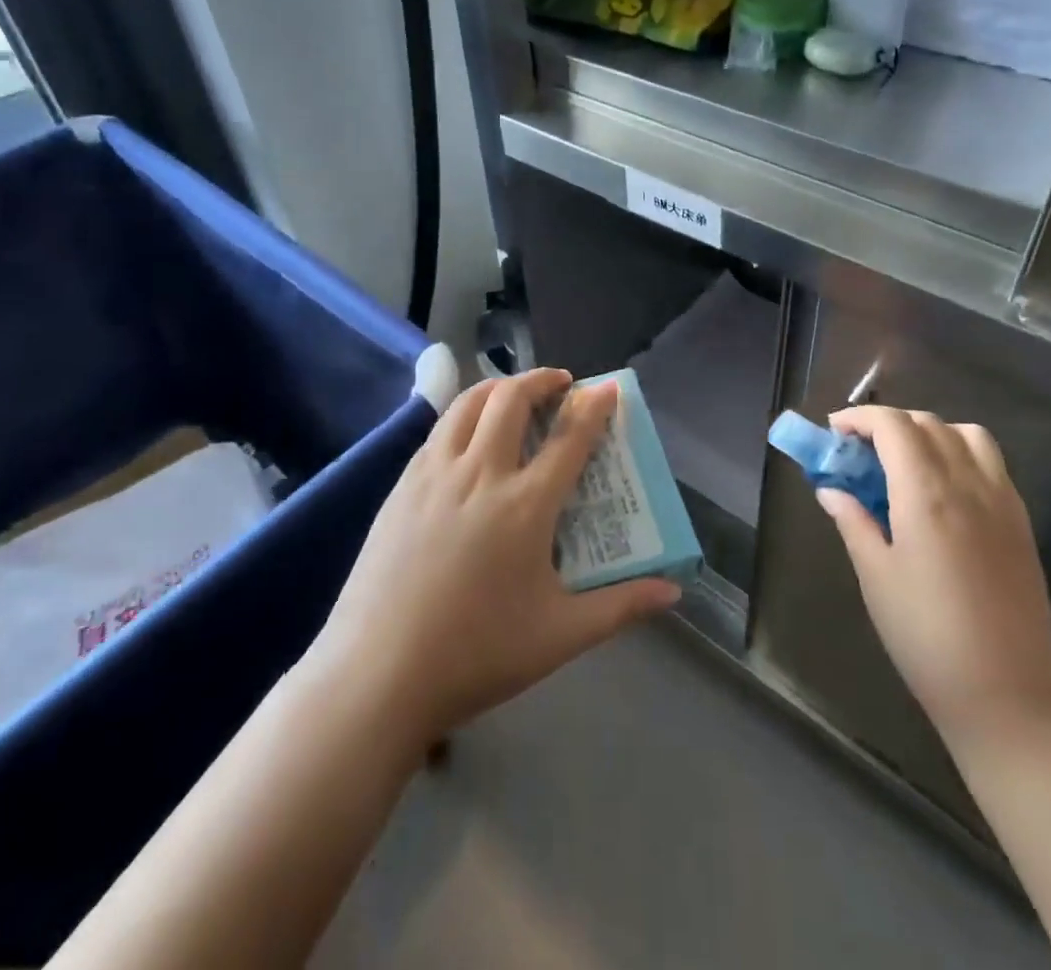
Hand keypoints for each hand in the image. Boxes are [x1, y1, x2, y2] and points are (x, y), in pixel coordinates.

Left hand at [310, 370, 680, 749]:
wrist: (378, 672)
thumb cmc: (477, 653)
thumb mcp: (560, 635)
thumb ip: (621, 606)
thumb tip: (672, 591)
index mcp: (525, 505)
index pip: (569, 437)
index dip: (594, 406)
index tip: (608, 388)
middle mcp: (480, 473)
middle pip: (511, 399)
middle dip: (541, 379)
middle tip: (559, 385)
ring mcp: (434, 474)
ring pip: (467, 403)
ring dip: (498, 387)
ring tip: (514, 395)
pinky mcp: (402, 485)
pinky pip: (438, 430)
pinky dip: (463, 416)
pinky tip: (467, 438)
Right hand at [819, 406, 1050, 748]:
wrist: (1008, 696)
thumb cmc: (926, 636)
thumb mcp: (875, 577)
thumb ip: (853, 522)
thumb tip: (831, 490)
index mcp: (926, 495)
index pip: (893, 426)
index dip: (859, 418)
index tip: (834, 432)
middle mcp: (968, 485)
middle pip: (927, 423)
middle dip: (887, 424)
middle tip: (859, 451)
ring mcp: (1002, 502)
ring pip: (966, 435)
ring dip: (929, 432)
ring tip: (904, 461)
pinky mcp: (1022, 523)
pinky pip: (991, 463)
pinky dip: (960, 453)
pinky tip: (942, 489)